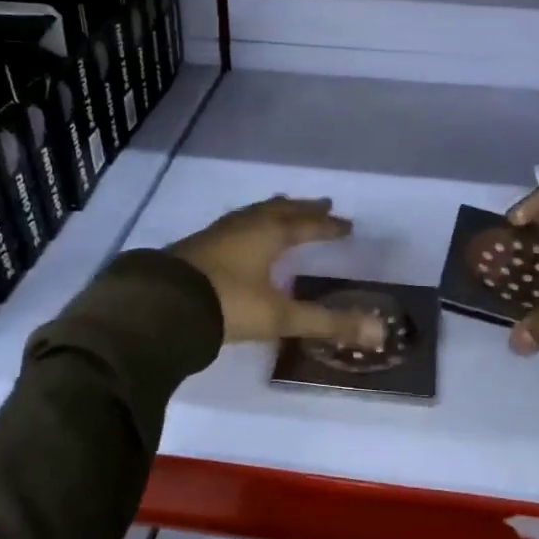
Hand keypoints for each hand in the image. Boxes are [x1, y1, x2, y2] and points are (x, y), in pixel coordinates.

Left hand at [169, 197, 384, 348]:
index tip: (346, 225)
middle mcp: (244, 226)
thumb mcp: (279, 316)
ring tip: (285, 209)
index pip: (306, 225)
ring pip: (253, 213)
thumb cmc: (227, 304)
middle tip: (323, 204)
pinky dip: (249, 224)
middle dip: (303, 209)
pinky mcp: (196, 246)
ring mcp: (217, 233)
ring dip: (274, 211)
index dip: (327, 226)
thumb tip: (378, 334)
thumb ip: (326, 324)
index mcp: (268, 234)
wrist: (161, 306)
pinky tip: (242, 236)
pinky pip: (234, 225)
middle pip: (280, 210)